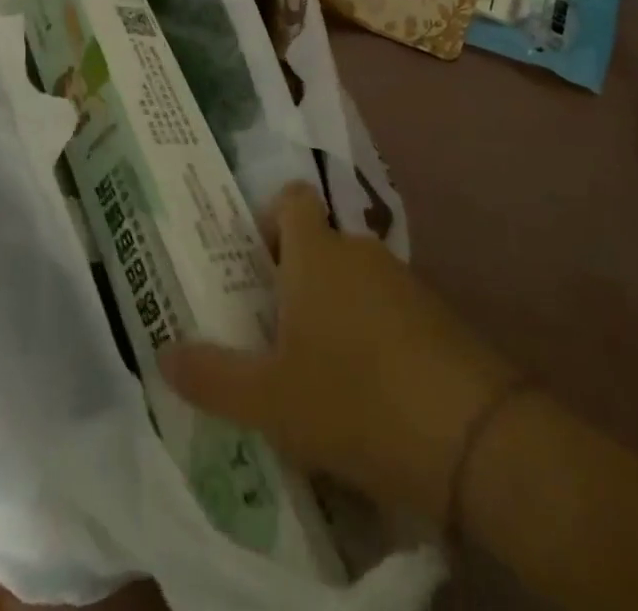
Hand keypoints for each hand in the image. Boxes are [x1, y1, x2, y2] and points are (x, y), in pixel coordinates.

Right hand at [160, 184, 511, 524]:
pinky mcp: (437, 316)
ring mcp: (403, 281)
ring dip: (332, 310)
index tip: (254, 263)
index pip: (290, 198)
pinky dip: (371, 335)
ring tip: (314, 370)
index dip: (268, 218)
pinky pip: (387, 309)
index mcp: (315, 253)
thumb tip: (163, 356)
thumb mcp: (270, 401)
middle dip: (294, 277)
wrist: (474, 438)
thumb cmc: (354, 400)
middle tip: (270, 330)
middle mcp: (358, 251)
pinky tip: (365, 393)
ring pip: (354, 279)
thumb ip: (213, 377)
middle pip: (319, 242)